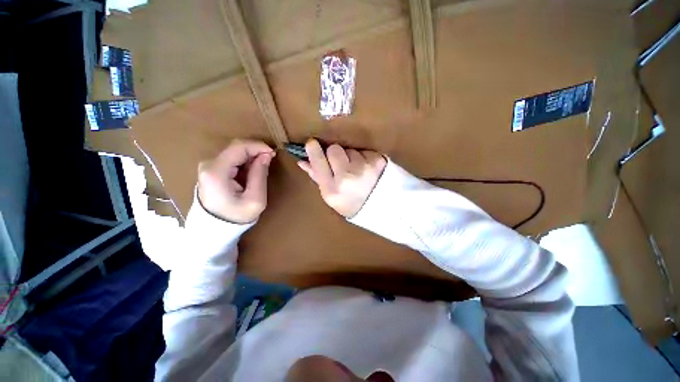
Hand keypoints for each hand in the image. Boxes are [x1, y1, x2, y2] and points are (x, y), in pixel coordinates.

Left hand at [197, 139, 274, 223]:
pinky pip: (231, 158)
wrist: (215, 228)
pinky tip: (252, 172)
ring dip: (251, 157)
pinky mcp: (211, 169)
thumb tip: (266, 155)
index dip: (258, 146)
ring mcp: (208, 166)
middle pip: (236, 148)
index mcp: (216, 172)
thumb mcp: (255, 199)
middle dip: (256, 151)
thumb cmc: (237, 216)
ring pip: (234, 152)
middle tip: (270, 161)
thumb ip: (260, 174)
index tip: (273, 153)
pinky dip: (245, 162)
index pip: (238, 147)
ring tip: (261, 169)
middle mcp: (208, 164)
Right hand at [297, 139, 386, 217]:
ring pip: (350, 150)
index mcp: (332, 189)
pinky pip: (364, 151)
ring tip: (358, 171)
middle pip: (334, 149)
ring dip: (352, 157)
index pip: (318, 162)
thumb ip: (317, 177)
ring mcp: (364, 168)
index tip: (312, 143)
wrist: (381, 208)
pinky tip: (368, 170)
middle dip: (335, 154)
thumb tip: (302, 161)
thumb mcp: (331, 196)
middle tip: (342, 164)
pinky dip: (364, 158)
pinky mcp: (378, 161)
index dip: (314, 151)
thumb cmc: (351, 203)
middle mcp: (347, 177)